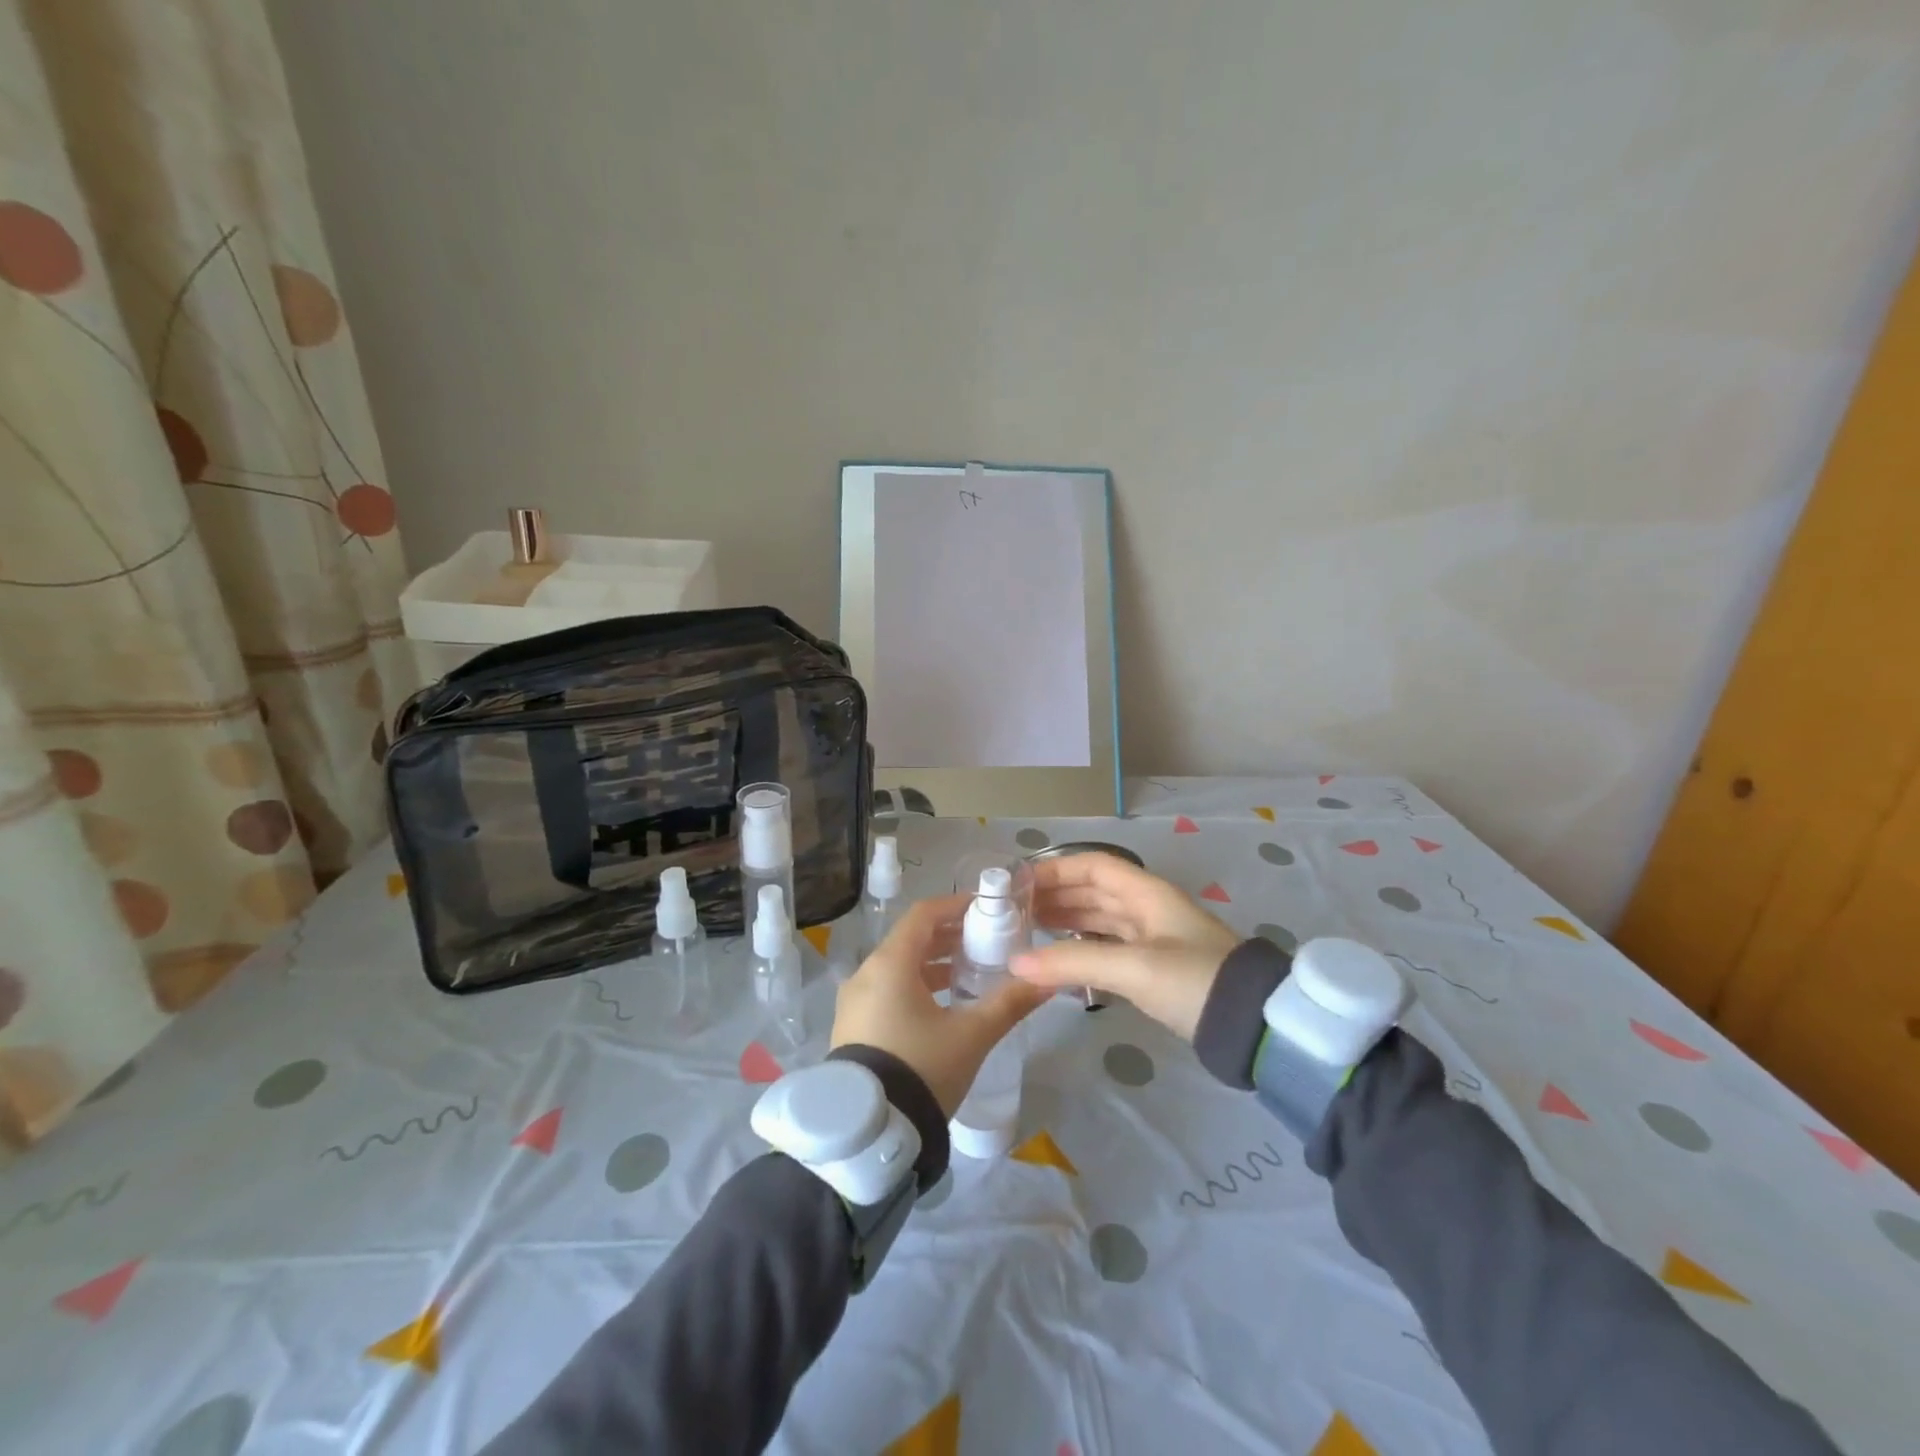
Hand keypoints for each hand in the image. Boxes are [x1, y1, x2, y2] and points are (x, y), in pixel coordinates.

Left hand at [831, 895, 1049, 1115]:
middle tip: (984, 943)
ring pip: (897, 967)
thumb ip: (1010, 1002)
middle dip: (948, 938)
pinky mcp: (852, 1027)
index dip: (955, 906)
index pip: (923, 914)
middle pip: (910, 940)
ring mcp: (853, 1002)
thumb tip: (1048, 978)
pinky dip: (913, 986)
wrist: (870, 1133)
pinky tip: (939, 1008)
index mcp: (889, 963)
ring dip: (932, 965)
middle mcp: (865, 974)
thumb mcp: (972, 1035)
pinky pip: (885, 990)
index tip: (984, 910)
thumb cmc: (922, 1068)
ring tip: (968, 976)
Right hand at [1010, 853, 1240, 1040]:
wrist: (1253, 1025)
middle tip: (1015, 911)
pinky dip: (1083, 946)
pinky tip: (1061, 958)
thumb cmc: (1194, 981)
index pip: (1094, 866)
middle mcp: (1149, 908)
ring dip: (1067, 920)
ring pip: (1101, 918)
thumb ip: (1074, 962)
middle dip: (1056, 896)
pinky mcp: (1156, 967)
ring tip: (1029, 930)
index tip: (1020, 883)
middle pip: (1094, 891)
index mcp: (1147, 893)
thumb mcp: (1134, 968)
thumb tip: (1015, 963)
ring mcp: (1154, 938)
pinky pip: (1109, 945)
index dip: (1057, 869)